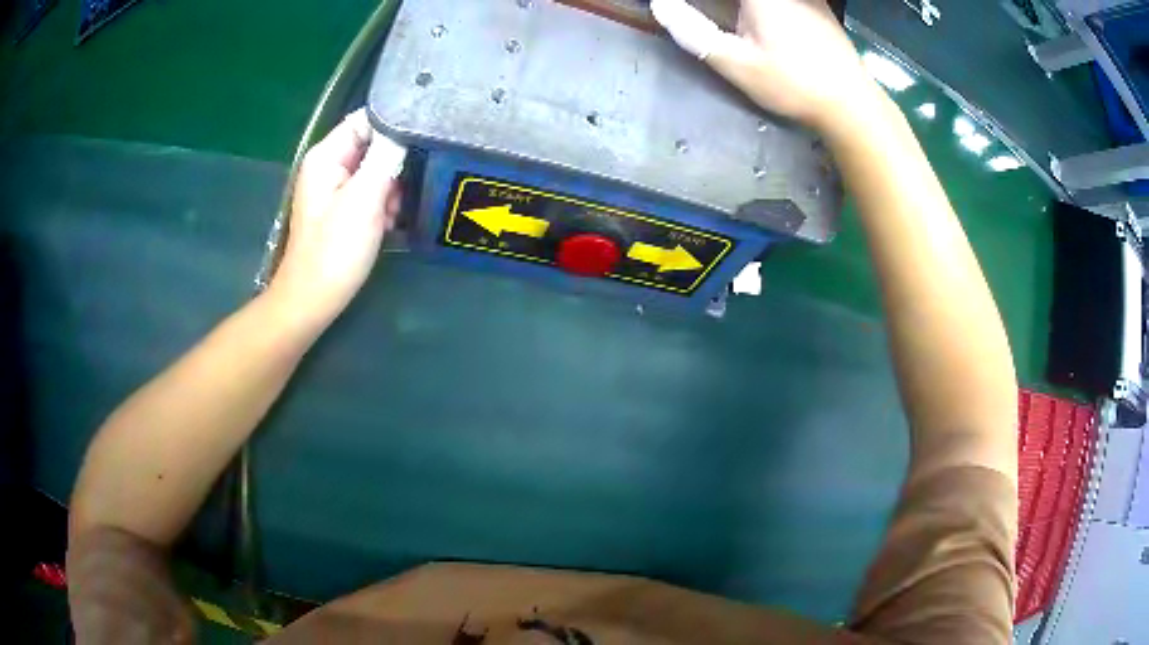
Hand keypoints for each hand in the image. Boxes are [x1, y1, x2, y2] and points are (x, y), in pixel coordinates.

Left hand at [270, 108, 406, 325]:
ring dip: (392, 186)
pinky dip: (384, 203)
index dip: (395, 124)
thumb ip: (385, 157)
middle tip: (407, 184)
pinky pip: (371, 191)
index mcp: (326, 155)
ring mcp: (335, 188)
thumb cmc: (334, 250)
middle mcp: (329, 165)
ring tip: (395, 211)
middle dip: (396, 162)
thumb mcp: (364, 199)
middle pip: (374, 144)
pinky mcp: (343, 208)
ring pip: (377, 169)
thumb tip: (406, 127)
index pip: (366, 119)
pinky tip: (389, 222)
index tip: (423, 137)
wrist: (313, 300)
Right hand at [651, 0, 879, 130]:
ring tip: (729, 17)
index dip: (696, 0)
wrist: (852, 103)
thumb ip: (694, 32)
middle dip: (719, 4)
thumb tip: (660, 4)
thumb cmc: (794, 85)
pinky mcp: (817, 3)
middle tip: (695, 11)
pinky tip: (755, 19)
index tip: (674, 4)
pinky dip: (761, 6)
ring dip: (738, 6)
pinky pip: (785, 0)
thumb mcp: (738, 65)